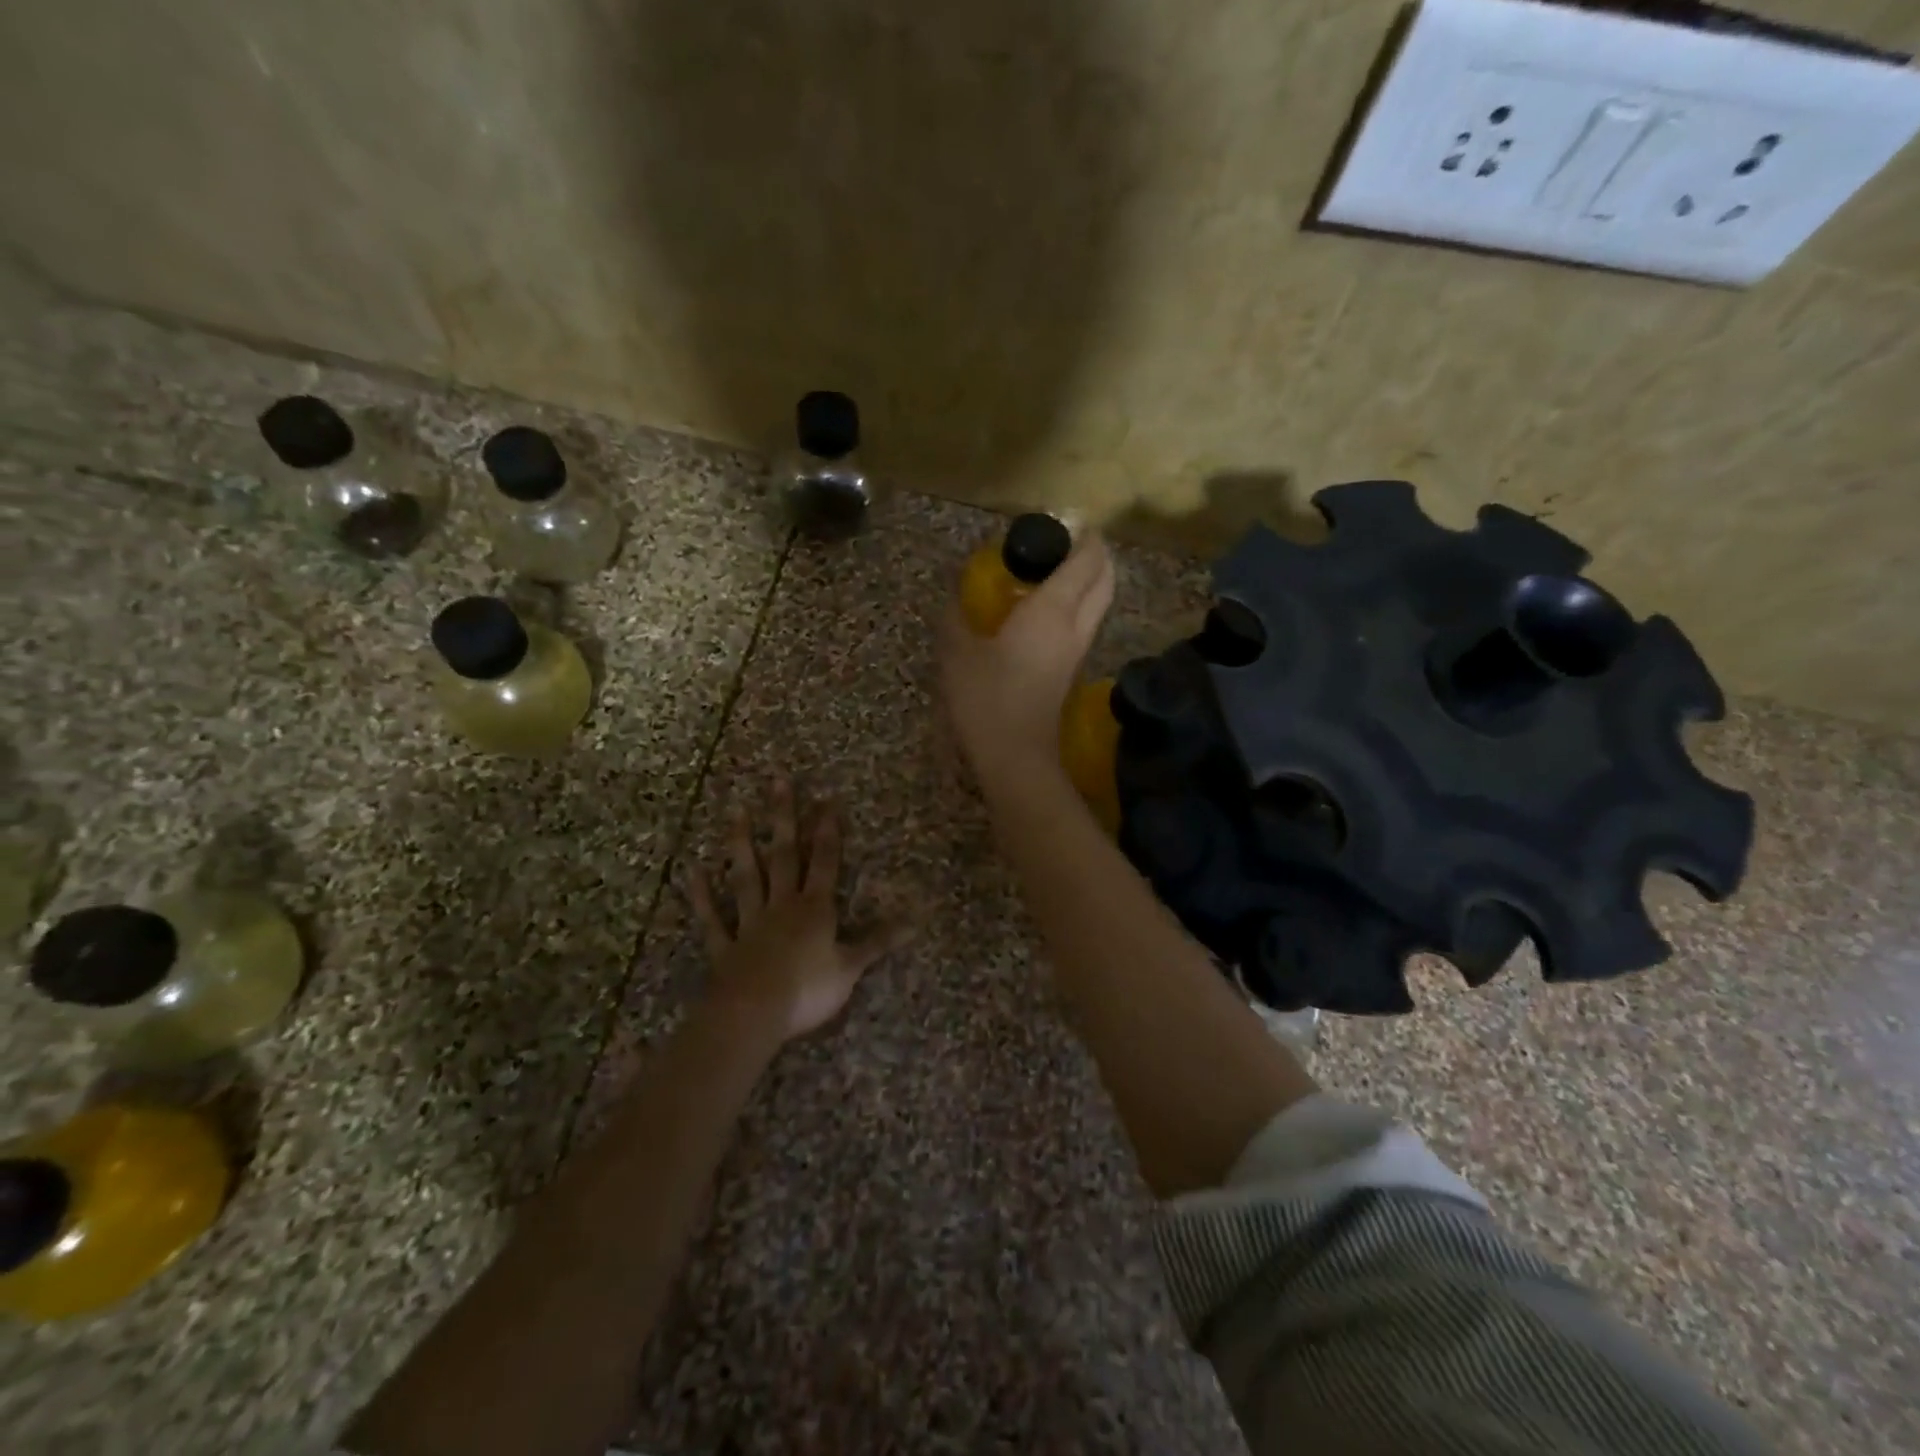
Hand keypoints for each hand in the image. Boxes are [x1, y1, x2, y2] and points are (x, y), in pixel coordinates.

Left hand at [687, 776, 908, 1043]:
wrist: (753, 1014)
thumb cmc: (808, 989)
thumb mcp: (850, 967)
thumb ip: (878, 942)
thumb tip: (915, 922)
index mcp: (814, 909)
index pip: (825, 862)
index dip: (828, 831)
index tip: (827, 799)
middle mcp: (782, 906)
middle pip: (785, 856)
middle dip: (784, 819)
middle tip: (777, 781)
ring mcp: (750, 924)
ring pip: (747, 877)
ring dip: (742, 844)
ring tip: (737, 811)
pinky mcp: (725, 947)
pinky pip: (713, 919)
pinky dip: (703, 897)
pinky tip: (694, 871)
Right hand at [939, 531, 1114, 785]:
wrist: (1016, 755)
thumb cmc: (987, 698)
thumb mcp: (959, 653)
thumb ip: (956, 618)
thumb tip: (954, 595)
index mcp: (1052, 611)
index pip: (1085, 561)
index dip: (1084, 536)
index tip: (1068, 521)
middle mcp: (1076, 625)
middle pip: (1105, 579)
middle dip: (1097, 554)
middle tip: (1070, 541)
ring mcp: (1078, 650)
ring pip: (1100, 603)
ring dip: (1090, 580)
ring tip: (1057, 570)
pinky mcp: (1072, 670)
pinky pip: (1086, 623)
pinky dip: (1079, 604)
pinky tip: (1046, 608)